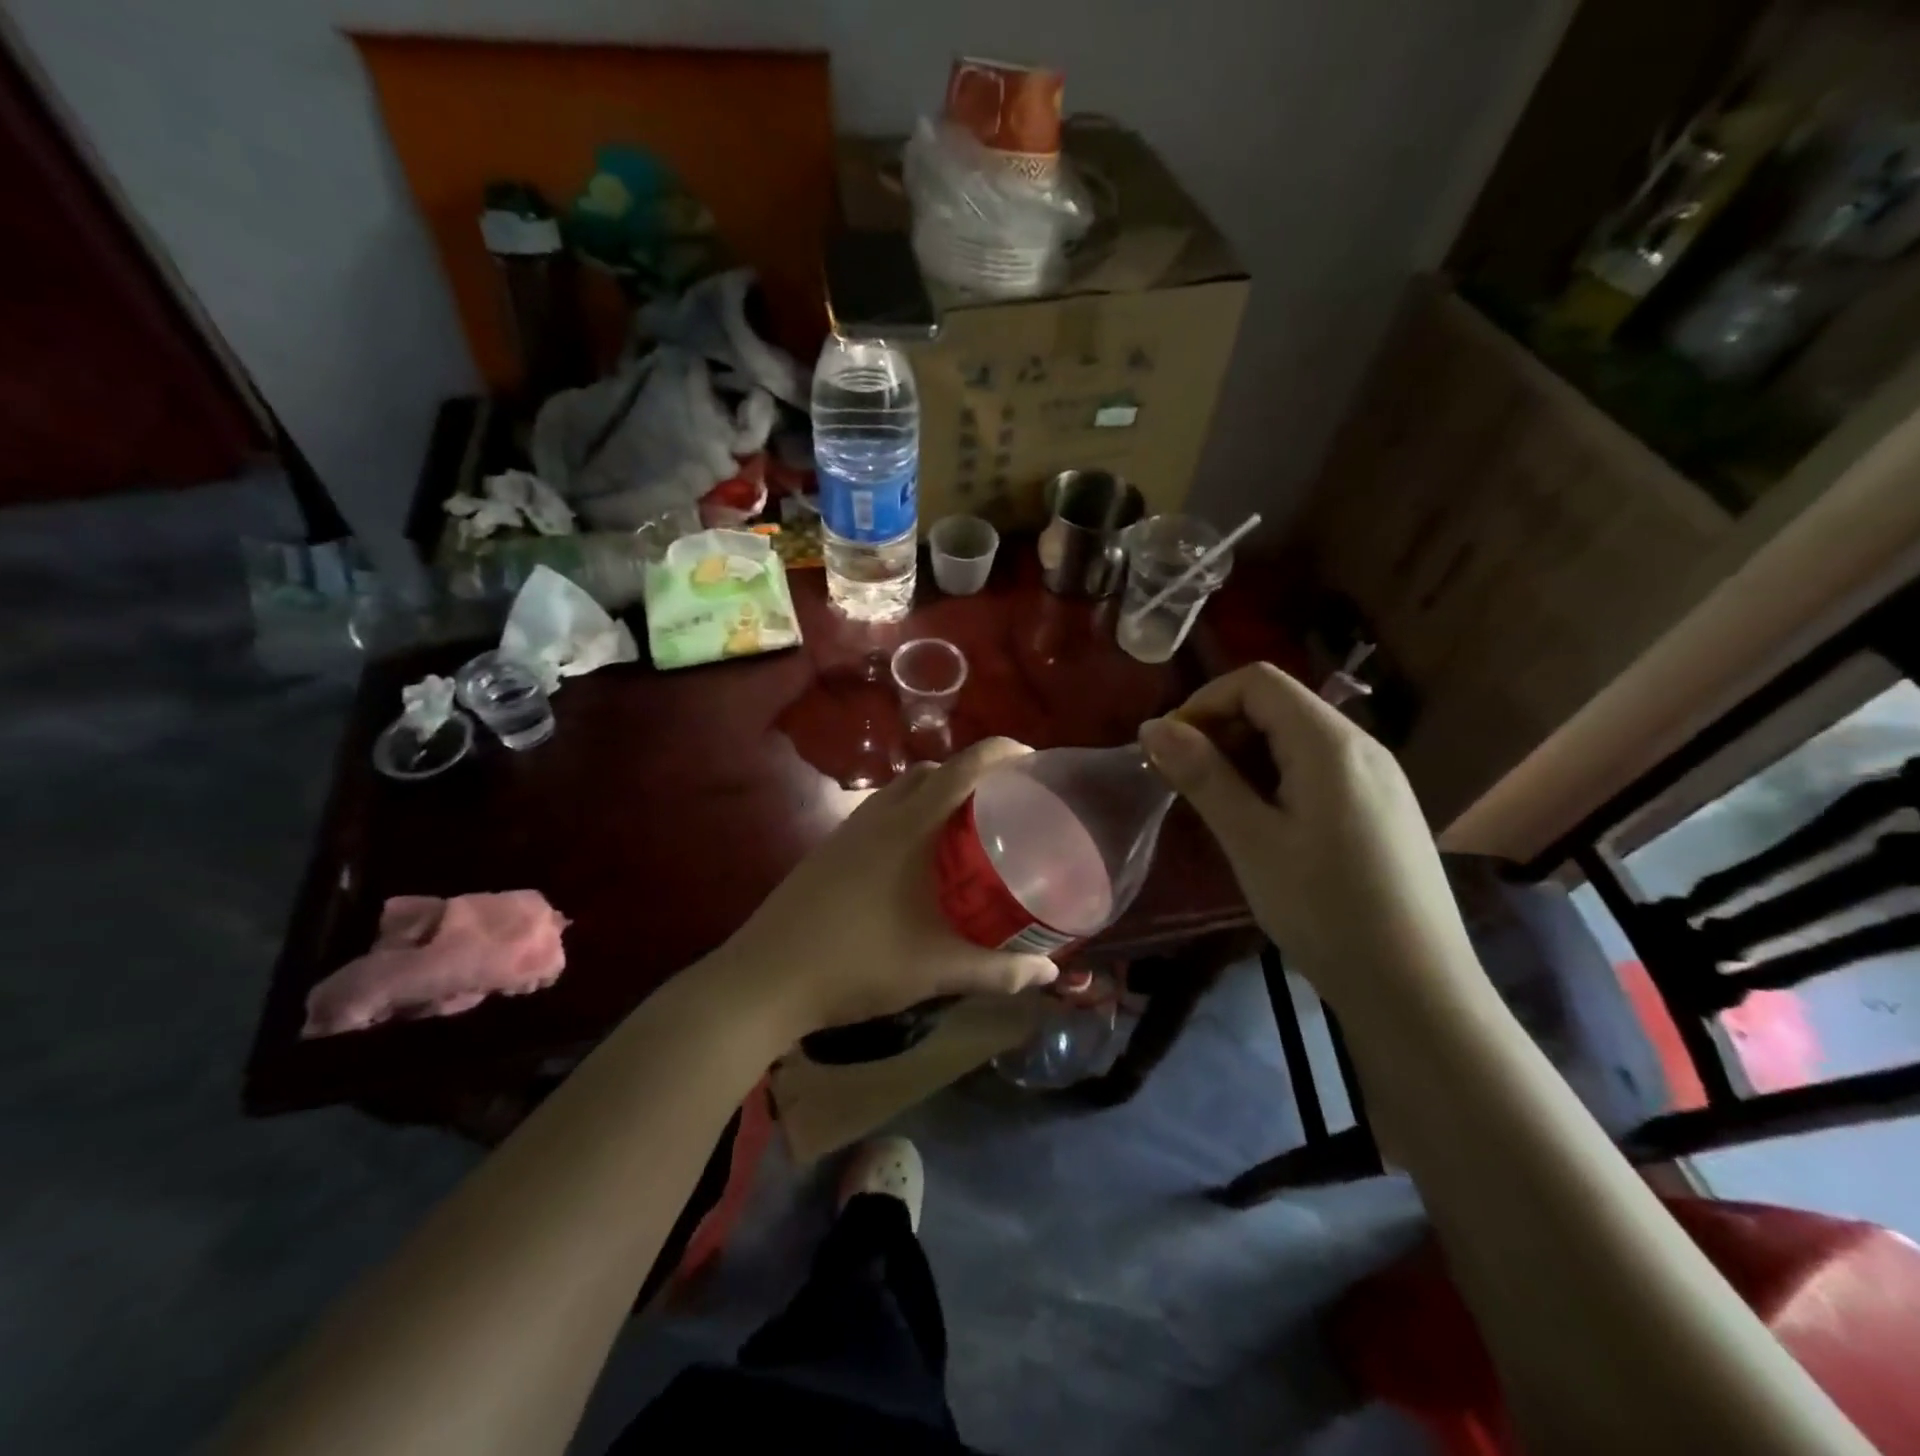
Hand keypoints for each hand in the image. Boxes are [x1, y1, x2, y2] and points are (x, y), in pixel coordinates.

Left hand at [723, 738, 1058, 1034]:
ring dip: (936, 794)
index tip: (1032, 761)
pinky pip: (880, 814)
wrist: (764, 980)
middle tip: (1005, 802)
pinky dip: (909, 816)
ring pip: (901, 792)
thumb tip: (1049, 975)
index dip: (1000, 754)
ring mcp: (848, 832)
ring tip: (965, 827)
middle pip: (932, 773)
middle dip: (971, 774)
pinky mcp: (829, 851)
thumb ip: (997, 971)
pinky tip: (918, 860)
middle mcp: (878, 817)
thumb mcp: (935, 970)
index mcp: (908, 828)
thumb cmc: (856, 964)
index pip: (962, 770)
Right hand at [1137, 663, 1474, 1012]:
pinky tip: (1264, 825)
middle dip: (1221, 730)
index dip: (1204, 702)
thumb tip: (1152, 727)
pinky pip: (1319, 768)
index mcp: (1330, 744)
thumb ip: (1203, 776)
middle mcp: (1361, 746)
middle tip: (1185, 782)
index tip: (1170, 749)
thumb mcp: (1252, 841)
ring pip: (1297, 738)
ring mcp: (1378, 777)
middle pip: (1278, 704)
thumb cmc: (1326, 911)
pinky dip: (1276, 778)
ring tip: (1218, 807)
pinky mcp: (1383, 807)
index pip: (1257, 681)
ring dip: (1246, 757)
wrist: (1417, 989)